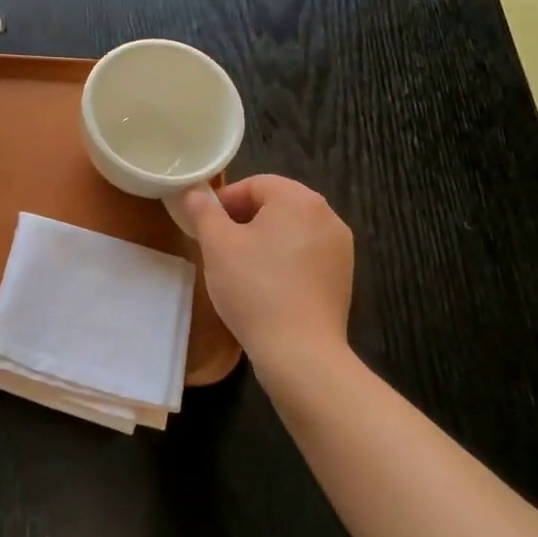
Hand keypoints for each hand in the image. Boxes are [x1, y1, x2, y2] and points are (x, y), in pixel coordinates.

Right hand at [175, 175, 354, 373]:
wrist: (300, 352)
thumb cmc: (254, 288)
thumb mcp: (216, 244)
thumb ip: (203, 211)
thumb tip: (194, 192)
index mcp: (299, 199)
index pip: (255, 184)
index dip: (225, 201)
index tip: (205, 226)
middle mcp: (327, 216)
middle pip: (275, 205)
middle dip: (243, 220)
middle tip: (218, 247)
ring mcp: (340, 249)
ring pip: (290, 231)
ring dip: (263, 241)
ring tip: (239, 269)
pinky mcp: (342, 278)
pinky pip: (305, 256)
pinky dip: (283, 262)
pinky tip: (265, 287)